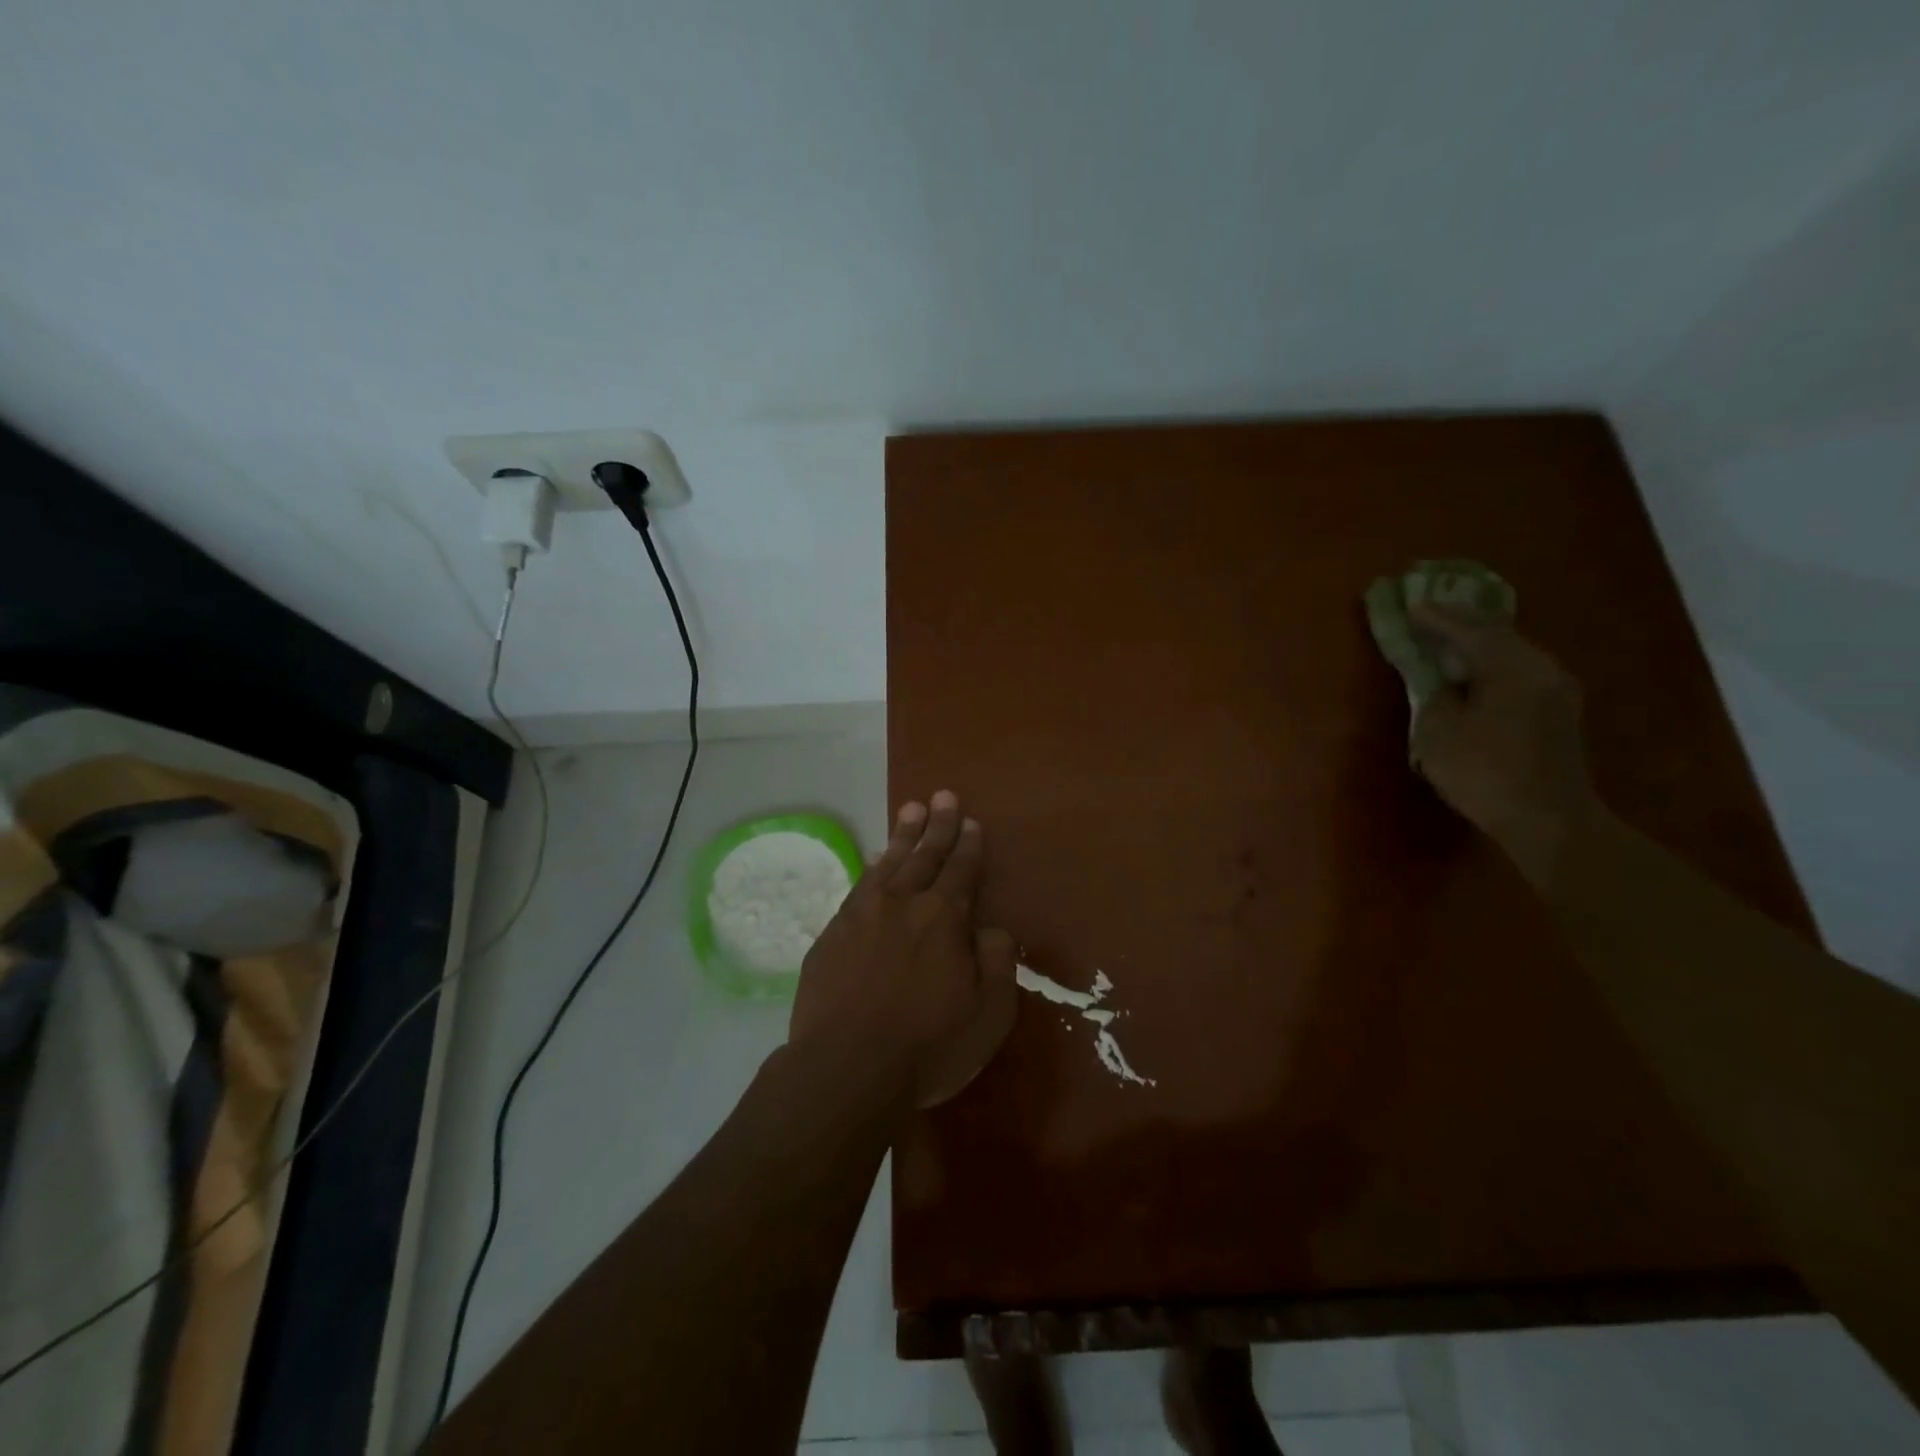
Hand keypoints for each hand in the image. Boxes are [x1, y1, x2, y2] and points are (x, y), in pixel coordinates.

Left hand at [789, 792, 1016, 1100]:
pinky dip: (873, 867)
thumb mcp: (989, 1015)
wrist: (845, 1068)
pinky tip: (878, 859)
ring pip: (890, 864)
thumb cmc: (927, 1047)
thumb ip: (998, 963)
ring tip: (912, 810)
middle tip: (943, 795)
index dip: (968, 845)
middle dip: (938, 825)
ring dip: (904, 836)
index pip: (961, 871)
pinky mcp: (833, 933)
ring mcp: (863, 915)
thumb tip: (992, 929)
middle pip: (925, 856)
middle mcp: (903, 904)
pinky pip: (860, 886)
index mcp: (944, 918)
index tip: (970, 821)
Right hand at [1409, 604, 1600, 884]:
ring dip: (1478, 644)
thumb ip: (1434, 695)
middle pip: (1497, 634)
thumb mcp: (1438, 731)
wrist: (1548, 820)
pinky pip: (1519, 671)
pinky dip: (1492, 664)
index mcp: (1511, 665)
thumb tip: (1440, 682)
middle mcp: (1541, 667)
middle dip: (1461, 623)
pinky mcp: (1558, 711)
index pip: (1469, 629)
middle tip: (1429, 615)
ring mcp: (1556, 689)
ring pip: (1511, 652)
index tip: (1411, 606)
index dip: (1436, 618)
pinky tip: (1474, 672)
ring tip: (1448, 641)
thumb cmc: (1484, 771)